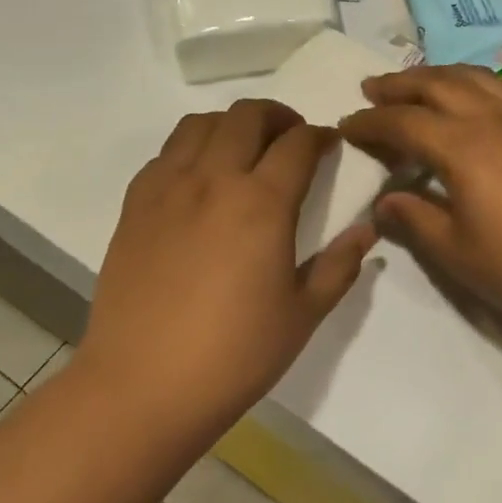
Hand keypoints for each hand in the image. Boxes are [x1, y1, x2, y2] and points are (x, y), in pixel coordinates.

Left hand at [78, 100, 376, 432]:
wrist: (143, 386)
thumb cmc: (235, 354)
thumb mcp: (304, 313)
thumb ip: (339, 265)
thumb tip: (367, 231)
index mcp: (262, 203)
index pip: (298, 143)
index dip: (320, 136)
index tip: (330, 144)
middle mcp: (213, 179)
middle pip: (247, 116)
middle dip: (278, 116)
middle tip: (292, 139)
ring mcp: (167, 188)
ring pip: (200, 123)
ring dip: (232, 124)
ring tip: (245, 149)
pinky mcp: (134, 205)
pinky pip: (165, 153)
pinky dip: (192, 148)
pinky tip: (200, 179)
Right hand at [338, 66, 501, 338]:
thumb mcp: (457, 253)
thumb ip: (414, 219)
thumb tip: (384, 201)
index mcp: (463, 146)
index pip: (403, 122)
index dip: (369, 123)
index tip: (345, 125)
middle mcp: (493, 118)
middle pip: (438, 84)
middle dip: (400, 84)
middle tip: (371, 89)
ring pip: (474, 77)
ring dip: (437, 75)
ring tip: (416, 86)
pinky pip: (501, 88)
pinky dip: (472, 84)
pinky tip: (469, 103)